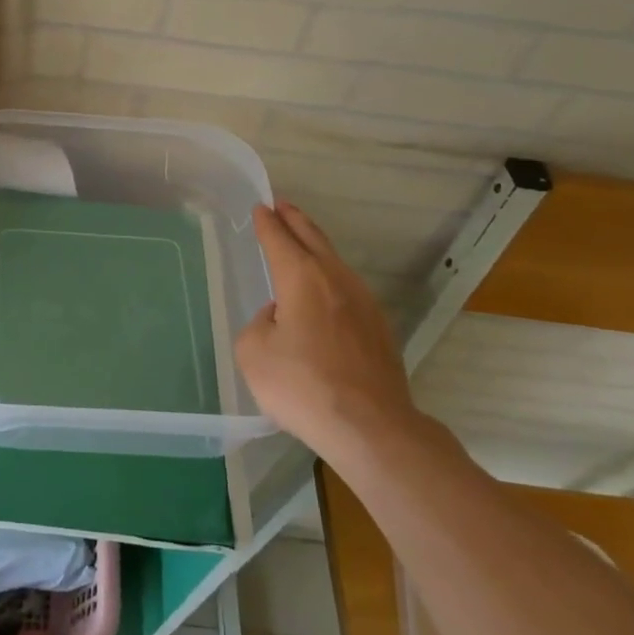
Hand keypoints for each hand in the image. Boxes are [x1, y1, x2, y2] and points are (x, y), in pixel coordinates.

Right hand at [237, 203, 419, 465]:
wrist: (371, 428)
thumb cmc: (303, 386)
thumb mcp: (254, 353)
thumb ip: (260, 324)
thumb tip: (280, 318)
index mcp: (301, 277)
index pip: (279, 239)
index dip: (267, 223)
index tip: (260, 207)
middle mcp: (335, 280)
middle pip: (313, 239)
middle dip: (295, 220)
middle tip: (282, 206)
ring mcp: (364, 303)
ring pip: (335, 262)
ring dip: (316, 247)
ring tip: (302, 241)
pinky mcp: (379, 329)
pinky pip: (348, 289)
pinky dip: (331, 277)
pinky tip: (324, 292)